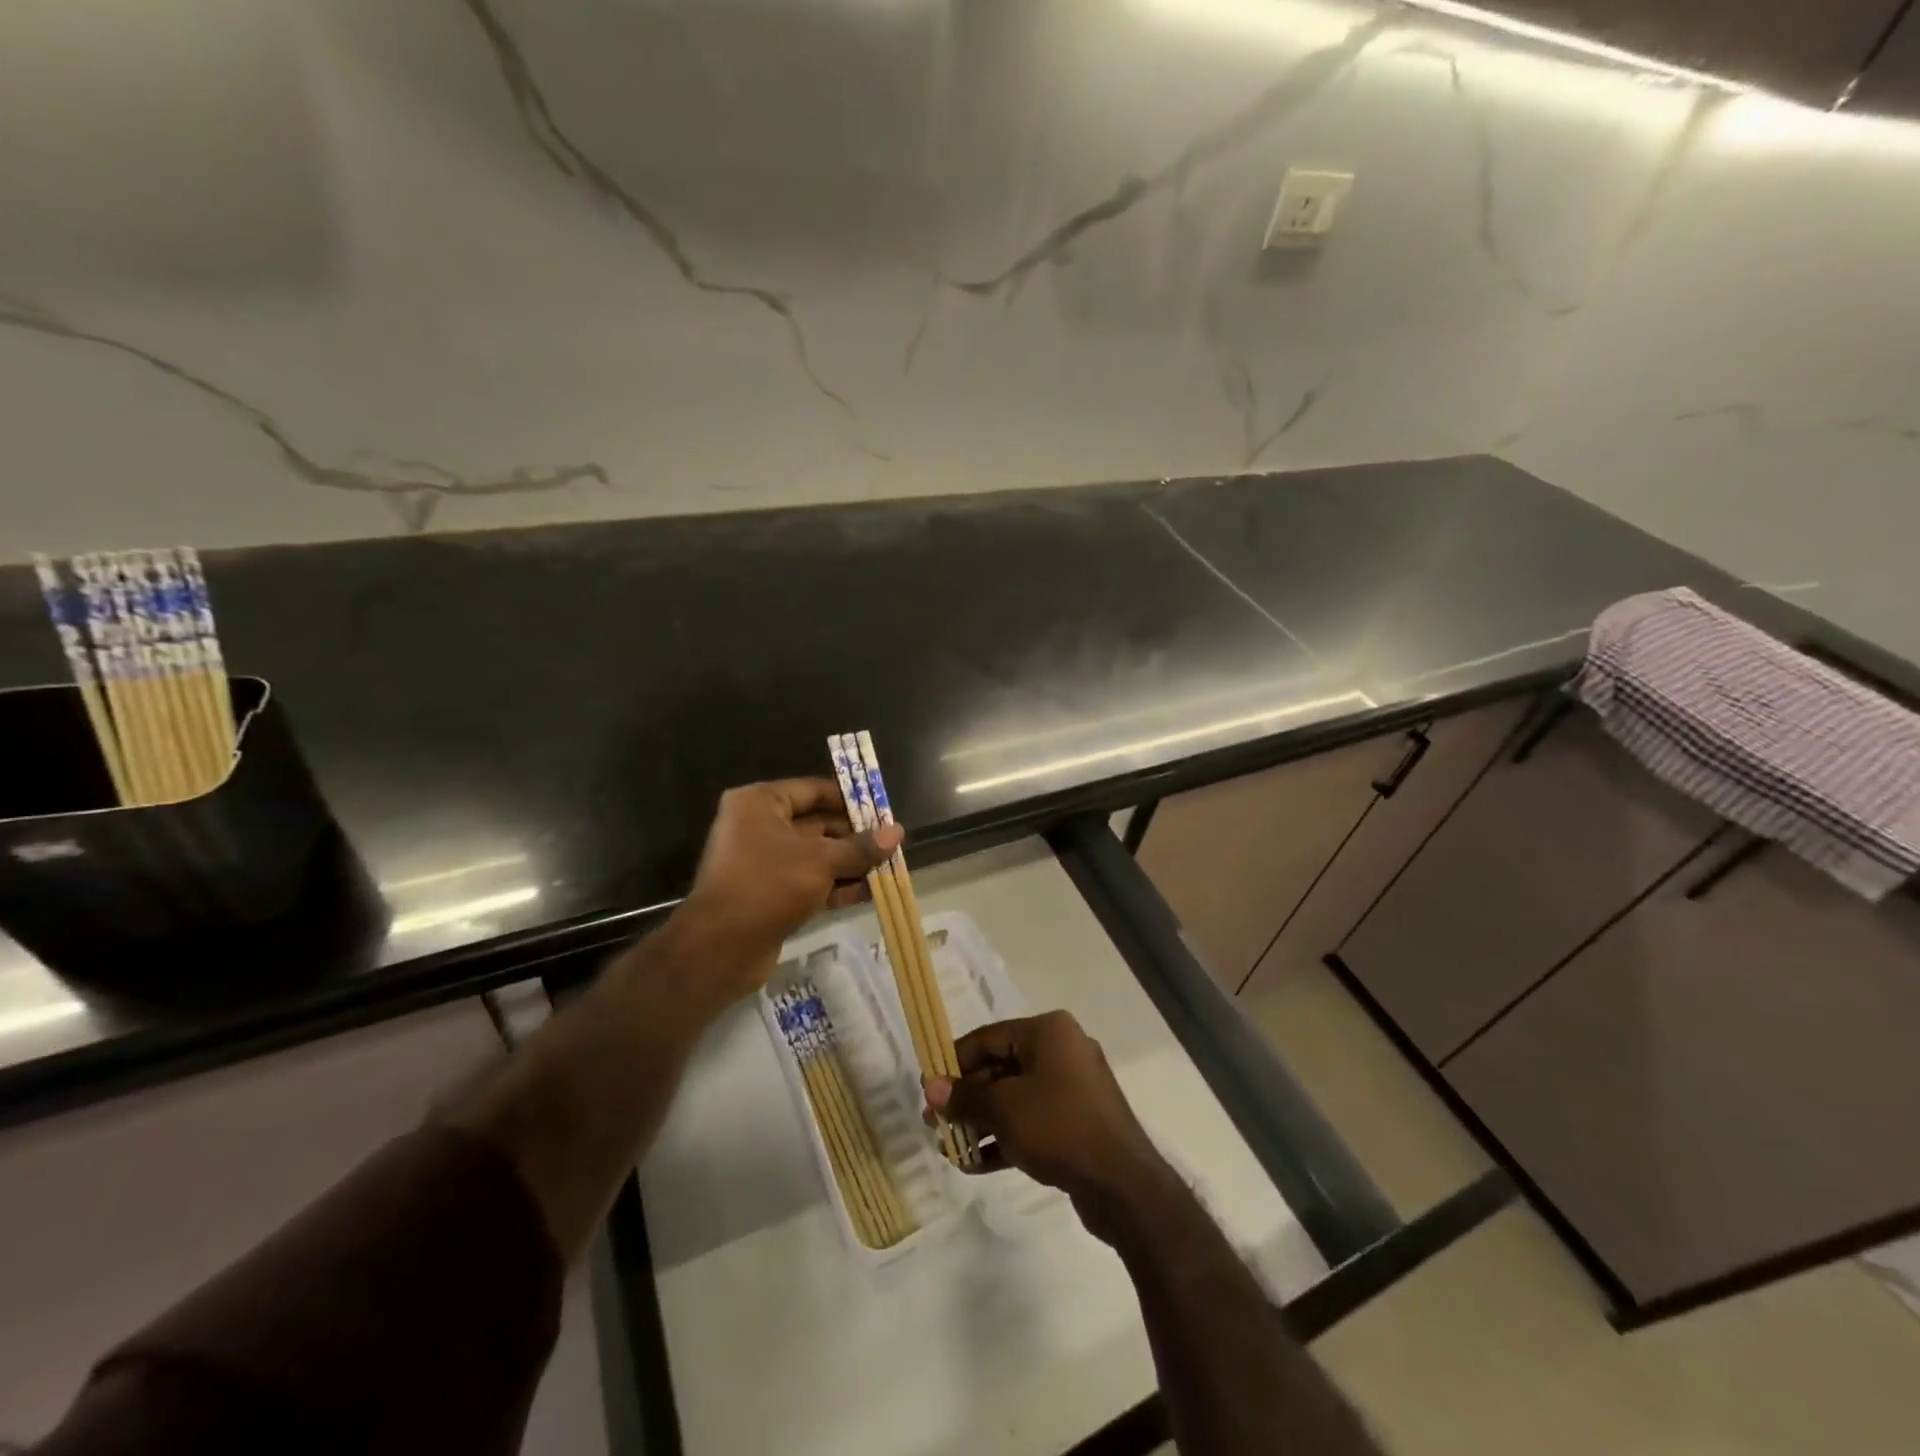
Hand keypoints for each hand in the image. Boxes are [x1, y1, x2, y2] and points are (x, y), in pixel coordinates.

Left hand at [670, 779, 898, 1009]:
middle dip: (854, 836)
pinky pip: (808, 881)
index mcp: (760, 803)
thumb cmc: (769, 884)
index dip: (849, 799)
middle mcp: (757, 826)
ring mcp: (762, 862)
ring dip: (850, 862)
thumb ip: (860, 847)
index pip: (813, 790)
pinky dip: (835, 885)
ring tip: (889, 867)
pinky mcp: (768, 894)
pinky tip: (869, 892)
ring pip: (815, 855)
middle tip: (892, 842)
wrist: (720, 947)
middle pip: (816, 823)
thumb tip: (898, 832)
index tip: (882, 809)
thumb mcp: (822, 860)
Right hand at [925, 1011, 1177, 1242]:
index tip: (928, 1087)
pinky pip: (1031, 1121)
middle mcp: (1061, 1050)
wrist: (1122, 1184)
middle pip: (1000, 1068)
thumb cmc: (1058, 1126)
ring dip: (981, 1121)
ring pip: (1014, 1098)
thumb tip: (929, 1087)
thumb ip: (964, 1096)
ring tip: (948, 1147)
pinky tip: (973, 1163)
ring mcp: (1072, 1088)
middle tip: (935, 1123)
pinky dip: (1004, 1137)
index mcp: (1048, 1032)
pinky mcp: (1076, 1123)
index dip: (954, 1062)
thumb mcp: (1003, 1108)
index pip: (988, 1038)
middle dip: (966, 1098)